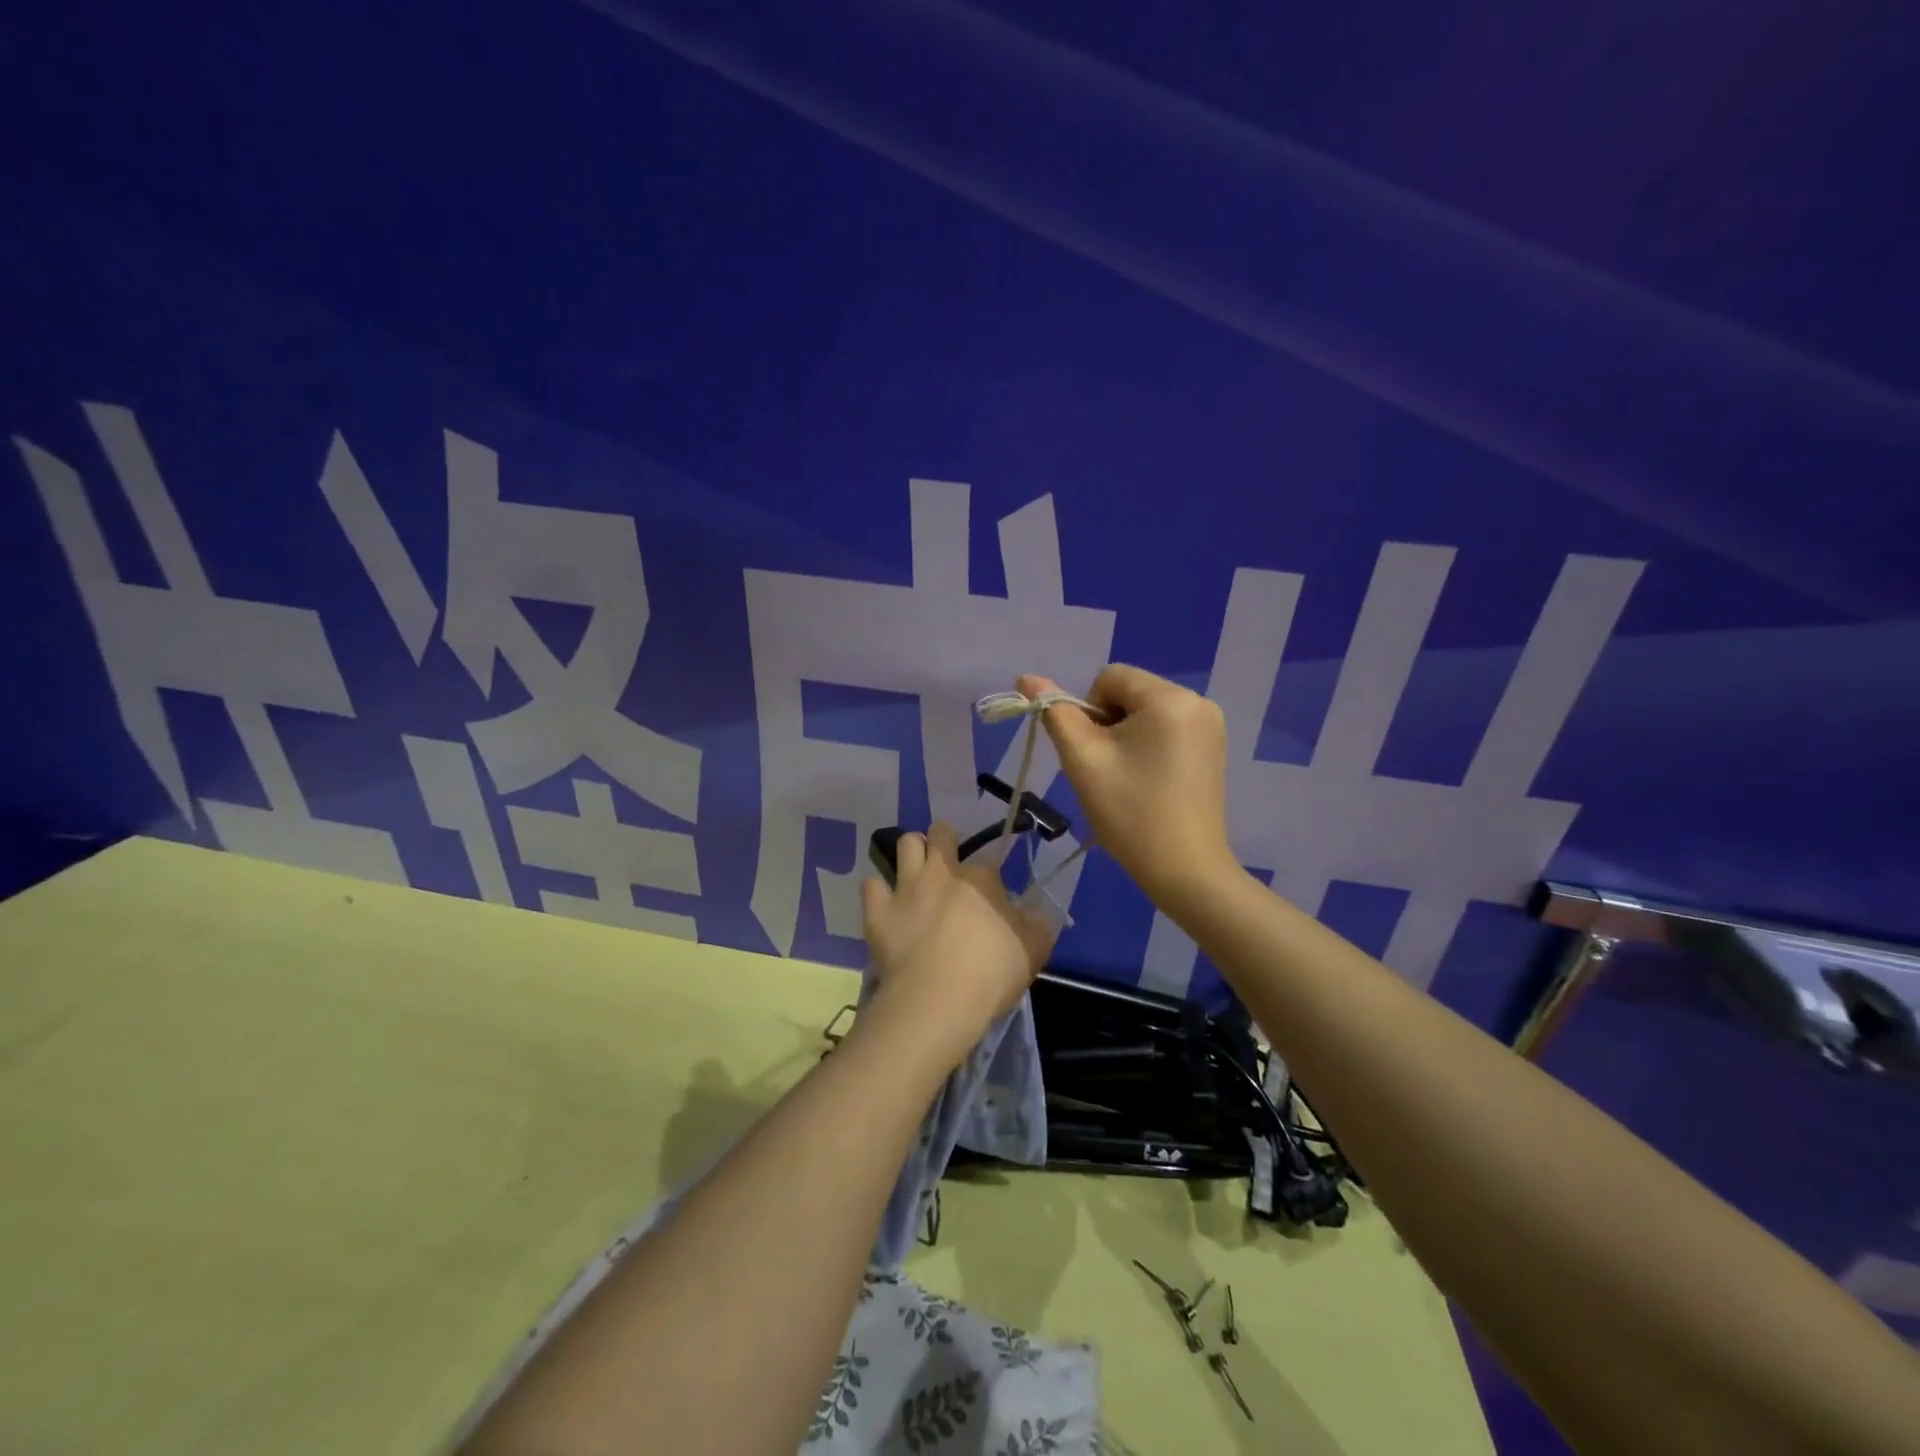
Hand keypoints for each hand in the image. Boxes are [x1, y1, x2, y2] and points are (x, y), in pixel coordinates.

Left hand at [859, 822, 1055, 1070]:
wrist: (939, 999)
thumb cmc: (992, 973)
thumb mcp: (1034, 949)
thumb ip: (1036, 924)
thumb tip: (1034, 912)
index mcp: (981, 878)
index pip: (987, 860)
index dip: (987, 874)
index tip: (989, 893)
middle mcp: (942, 871)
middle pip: (940, 833)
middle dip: (943, 840)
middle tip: (947, 865)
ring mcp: (906, 887)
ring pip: (905, 844)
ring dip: (911, 853)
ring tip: (916, 873)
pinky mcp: (878, 910)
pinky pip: (871, 885)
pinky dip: (878, 892)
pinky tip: (885, 905)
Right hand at [1019, 666, 1236, 902]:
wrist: (1185, 870)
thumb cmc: (1130, 813)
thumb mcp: (1083, 760)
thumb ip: (1055, 713)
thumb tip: (1027, 677)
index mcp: (1169, 698)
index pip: (1109, 678)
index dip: (1089, 711)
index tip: (1095, 754)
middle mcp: (1197, 701)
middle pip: (1130, 693)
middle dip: (1109, 725)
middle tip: (1108, 771)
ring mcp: (1211, 725)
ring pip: (1146, 712)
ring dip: (1126, 737)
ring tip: (1127, 779)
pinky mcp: (1213, 748)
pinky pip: (1167, 729)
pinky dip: (1148, 746)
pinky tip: (1148, 782)